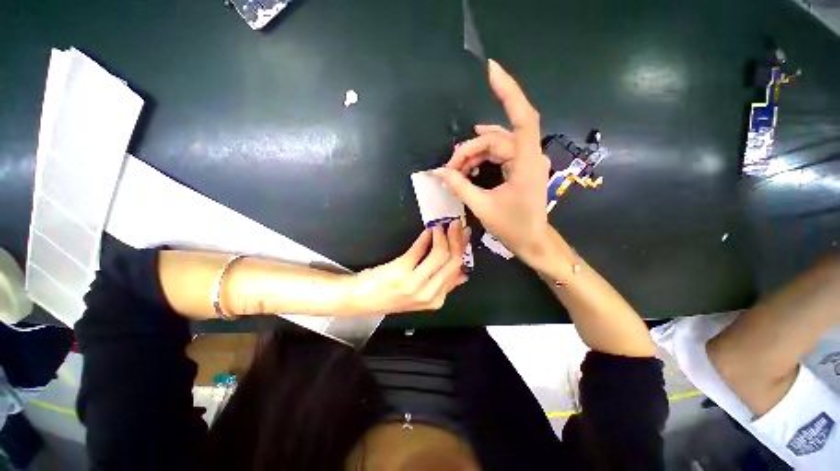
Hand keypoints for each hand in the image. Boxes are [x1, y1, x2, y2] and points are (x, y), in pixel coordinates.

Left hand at [348, 223, 469, 313]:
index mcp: (436, 299)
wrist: (361, 299)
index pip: (458, 270)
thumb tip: (463, 275)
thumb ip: (442, 285)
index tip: (464, 235)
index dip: (462, 249)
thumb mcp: (420, 296)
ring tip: (442, 225)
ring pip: (441, 255)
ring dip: (444, 236)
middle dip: (457, 239)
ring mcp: (415, 284)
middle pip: (453, 262)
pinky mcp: (401, 272)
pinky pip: (420, 249)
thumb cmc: (390, 295)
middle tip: (457, 224)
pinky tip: (429, 230)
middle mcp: (429, 293)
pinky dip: (427, 236)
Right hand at [434, 60, 551, 264]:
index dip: (509, 92)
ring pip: (495, 145)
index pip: (522, 119)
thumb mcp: (481, 207)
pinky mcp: (521, 166)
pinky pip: (499, 153)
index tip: (491, 70)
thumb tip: (438, 172)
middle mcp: (529, 156)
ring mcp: (526, 160)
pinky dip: (482, 157)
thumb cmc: (512, 227)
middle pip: (495, 138)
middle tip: (448, 169)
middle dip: (469, 150)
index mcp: (526, 164)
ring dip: (473, 155)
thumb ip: (459, 186)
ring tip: (456, 171)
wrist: (532, 240)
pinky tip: (468, 164)